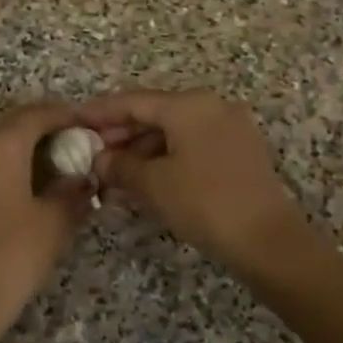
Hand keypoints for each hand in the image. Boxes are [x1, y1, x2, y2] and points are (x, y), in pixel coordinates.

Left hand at [0, 100, 93, 338]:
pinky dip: (6, 158)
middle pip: (15, 121)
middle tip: (78, 144)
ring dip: (25, 143)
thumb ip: (74, 189)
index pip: (39, 114)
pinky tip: (28, 181)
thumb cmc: (11, 257)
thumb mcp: (55, 222)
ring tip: (57, 163)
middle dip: (47, 128)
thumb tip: (84, 177)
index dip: (68, 116)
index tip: (92, 126)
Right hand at [80, 89, 308, 278]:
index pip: (134, 101)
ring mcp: (231, 127)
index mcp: (190, 105)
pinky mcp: (241, 151)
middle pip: (156, 113)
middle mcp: (212, 106)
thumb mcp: (154, 184)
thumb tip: (100, 160)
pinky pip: (194, 144)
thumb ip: (121, 166)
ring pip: (175, 131)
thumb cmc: (205, 203)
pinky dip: (167, 157)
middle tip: (91, 153)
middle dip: (121, 134)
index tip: (74, 121)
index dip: (100, 112)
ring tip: (114, 173)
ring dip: (143, 149)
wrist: (268, 240)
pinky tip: (147, 178)